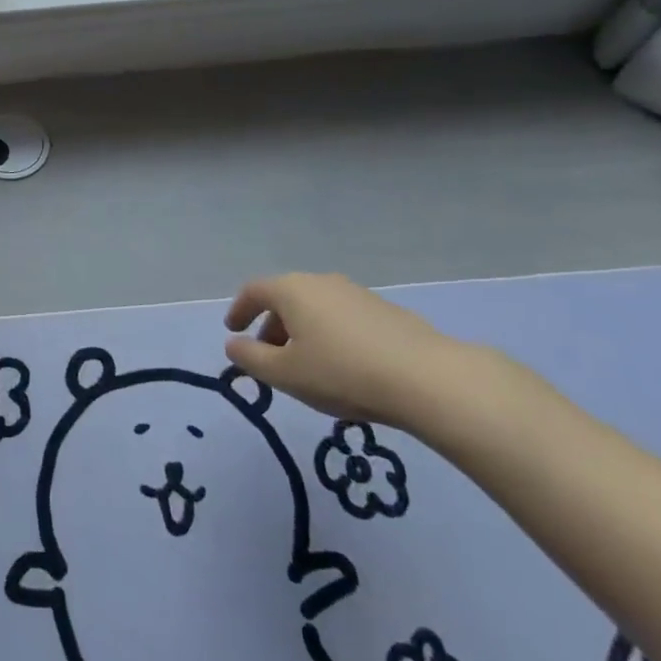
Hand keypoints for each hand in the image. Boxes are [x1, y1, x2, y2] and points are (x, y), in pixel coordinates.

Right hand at [223, 273, 467, 427]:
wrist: (427, 379)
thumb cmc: (343, 373)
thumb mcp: (285, 374)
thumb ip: (251, 358)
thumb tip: (233, 344)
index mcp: (292, 290)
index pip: (253, 291)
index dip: (239, 310)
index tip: (233, 331)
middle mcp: (321, 282)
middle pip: (285, 298)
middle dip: (271, 325)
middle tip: (268, 355)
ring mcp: (356, 293)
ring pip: (316, 308)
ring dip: (302, 331)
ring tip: (306, 365)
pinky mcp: (385, 311)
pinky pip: (342, 318)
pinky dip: (330, 335)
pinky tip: (343, 366)